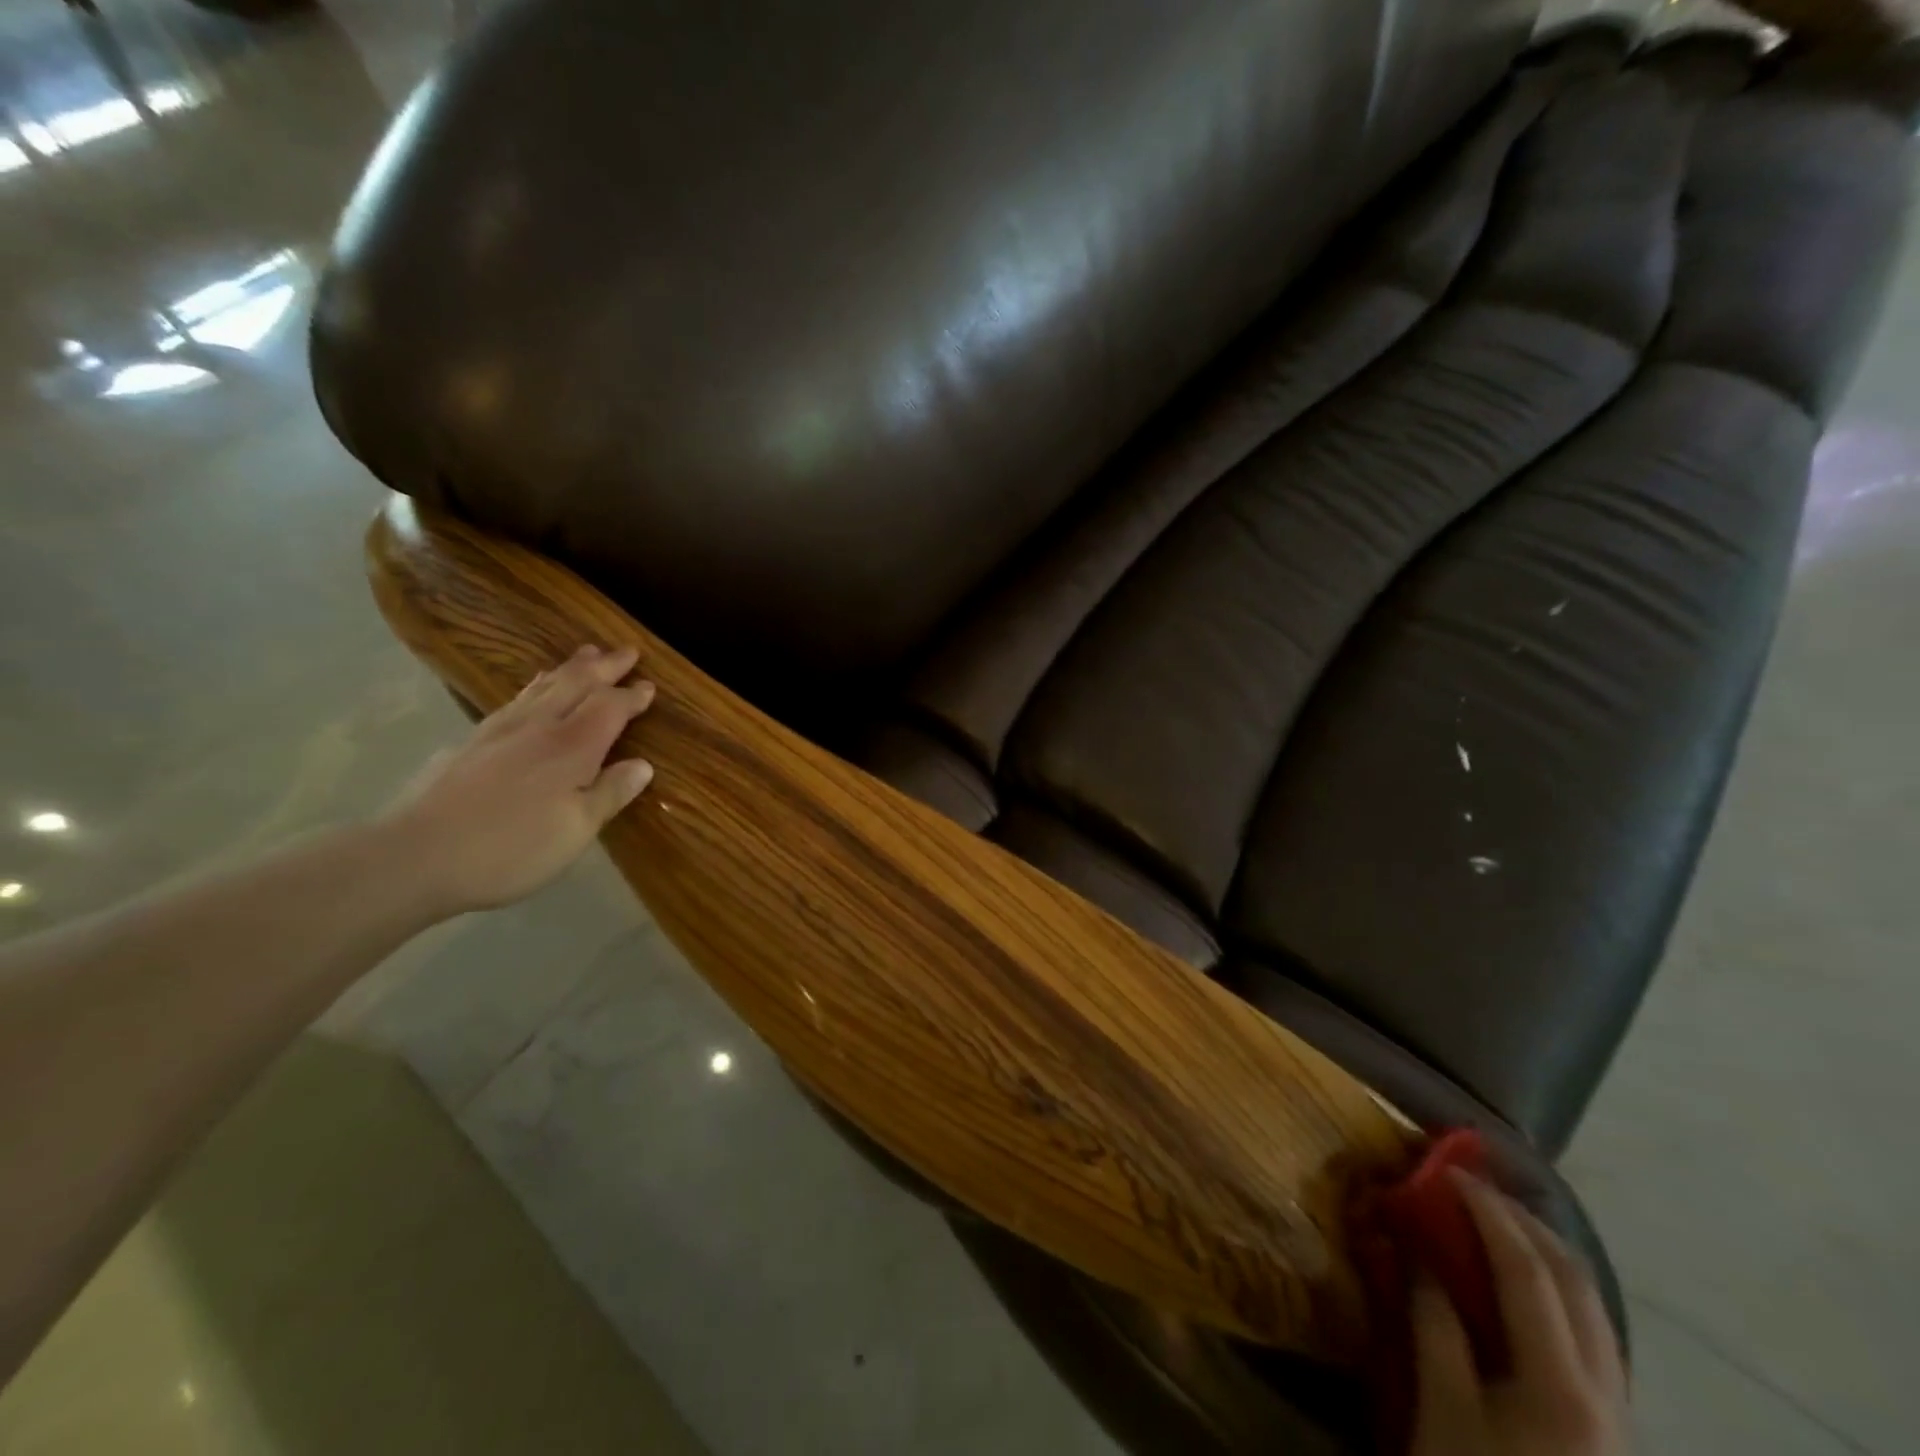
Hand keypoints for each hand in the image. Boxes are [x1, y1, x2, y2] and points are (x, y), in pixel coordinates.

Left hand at [376, 645, 657, 916]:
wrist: (414, 856)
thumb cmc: (509, 849)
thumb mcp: (575, 831)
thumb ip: (609, 794)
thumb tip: (643, 766)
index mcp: (571, 748)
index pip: (610, 708)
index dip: (632, 696)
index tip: (650, 686)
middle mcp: (539, 727)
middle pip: (577, 684)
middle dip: (605, 666)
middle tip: (627, 650)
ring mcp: (500, 730)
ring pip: (543, 686)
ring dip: (570, 668)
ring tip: (586, 654)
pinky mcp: (471, 741)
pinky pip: (517, 699)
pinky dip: (537, 685)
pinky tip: (534, 690)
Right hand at [1410, 1172, 1631, 1455]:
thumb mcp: (1442, 1409)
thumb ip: (1433, 1324)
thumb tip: (1416, 1253)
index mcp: (1562, 1384)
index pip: (1528, 1270)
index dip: (1487, 1212)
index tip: (1448, 1171)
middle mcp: (1605, 1389)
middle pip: (1575, 1280)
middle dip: (1523, 1221)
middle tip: (1472, 1185)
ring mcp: (1617, 1410)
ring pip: (1593, 1305)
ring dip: (1544, 1251)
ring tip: (1495, 1219)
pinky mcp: (1609, 1424)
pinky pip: (1590, 1331)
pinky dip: (1554, 1287)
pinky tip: (1520, 1281)